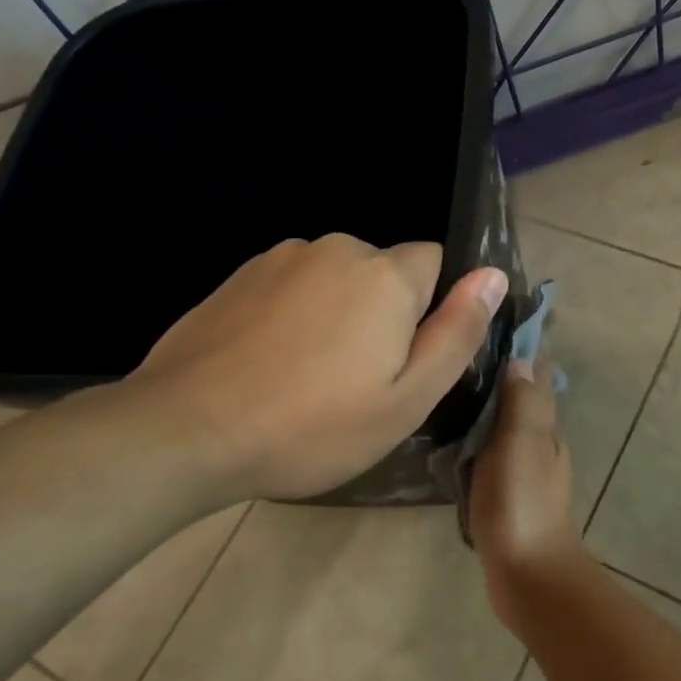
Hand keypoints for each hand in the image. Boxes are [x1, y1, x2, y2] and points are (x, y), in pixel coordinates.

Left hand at [130, 234, 506, 501]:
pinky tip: (271, 362)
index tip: (406, 357)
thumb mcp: (406, 399)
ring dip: (338, 312)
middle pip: (384, 271)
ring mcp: (282, 258)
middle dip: (384, 312)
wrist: (187, 430)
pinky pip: (293, 285)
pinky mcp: (240, 275)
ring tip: (309, 375)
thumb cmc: (313, 426)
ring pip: (336, 278)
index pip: (435, 262)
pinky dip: (295, 313)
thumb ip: (457, 333)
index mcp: (385, 276)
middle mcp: (337, 249)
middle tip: (358, 379)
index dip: (431, 308)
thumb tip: (493, 275)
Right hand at [468, 358, 590, 636]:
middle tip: (458, 352)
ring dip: (487, 406)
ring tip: (449, 388)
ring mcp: (524, 470)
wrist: (528, 574)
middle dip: (500, 372)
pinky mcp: (507, 493)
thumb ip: (522, 401)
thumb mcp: (520, 443)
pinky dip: (478, 439)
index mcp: (545, 426)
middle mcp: (539, 442)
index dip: (523, 347)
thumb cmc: (521, 502)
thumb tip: (521, 357)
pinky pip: (491, 453)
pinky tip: (453, 440)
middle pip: (522, 396)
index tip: (493, 322)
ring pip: (506, 425)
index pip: (538, 374)